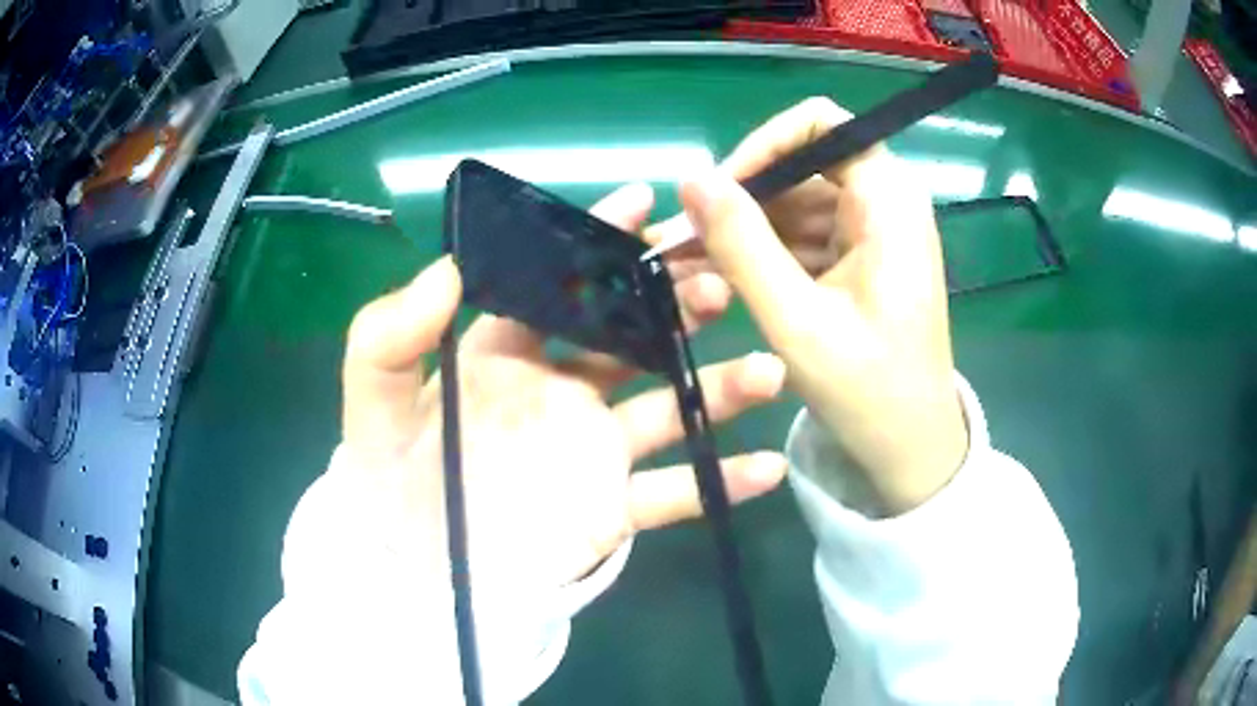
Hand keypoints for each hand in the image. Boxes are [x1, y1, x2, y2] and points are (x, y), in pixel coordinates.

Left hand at [338, 183, 788, 591]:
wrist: (414, 569)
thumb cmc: (391, 479)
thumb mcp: (374, 401)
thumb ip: (390, 334)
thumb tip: (446, 270)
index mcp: (506, 354)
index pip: (559, 284)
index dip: (596, 243)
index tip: (642, 205)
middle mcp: (561, 390)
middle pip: (631, 336)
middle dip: (676, 304)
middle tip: (717, 282)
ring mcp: (593, 451)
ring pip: (670, 409)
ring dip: (720, 387)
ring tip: (766, 369)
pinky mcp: (611, 508)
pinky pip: (674, 494)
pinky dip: (720, 483)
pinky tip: (769, 468)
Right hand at [650, 98, 967, 515]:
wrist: (911, 450)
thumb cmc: (869, 392)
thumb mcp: (797, 321)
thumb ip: (742, 245)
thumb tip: (691, 180)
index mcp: (888, 201)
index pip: (819, 124)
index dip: (763, 145)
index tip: (719, 193)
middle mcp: (885, 201)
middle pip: (801, 164)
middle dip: (740, 197)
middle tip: (680, 240)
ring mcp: (873, 230)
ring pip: (796, 202)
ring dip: (743, 229)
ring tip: (684, 265)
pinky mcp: (860, 258)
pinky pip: (804, 235)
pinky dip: (763, 253)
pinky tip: (720, 278)